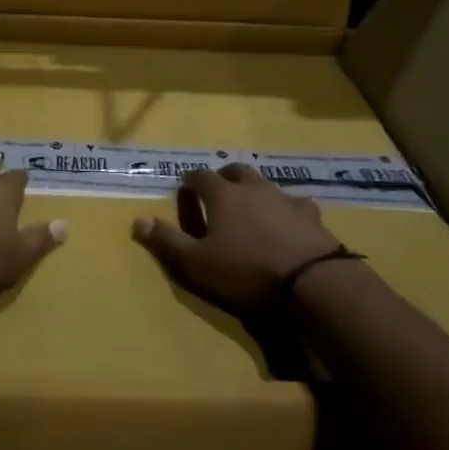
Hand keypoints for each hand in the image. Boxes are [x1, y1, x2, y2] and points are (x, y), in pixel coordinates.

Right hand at [132, 164, 340, 308]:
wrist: (311, 279)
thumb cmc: (246, 269)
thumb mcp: (197, 262)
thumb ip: (167, 241)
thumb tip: (137, 220)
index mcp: (223, 195)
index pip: (200, 176)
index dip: (190, 181)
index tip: (185, 188)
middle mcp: (253, 187)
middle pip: (235, 170)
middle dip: (223, 177)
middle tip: (217, 191)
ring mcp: (285, 198)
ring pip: (265, 183)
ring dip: (254, 190)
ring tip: (251, 206)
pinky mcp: (311, 215)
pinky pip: (296, 203)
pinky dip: (286, 208)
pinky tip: (289, 220)